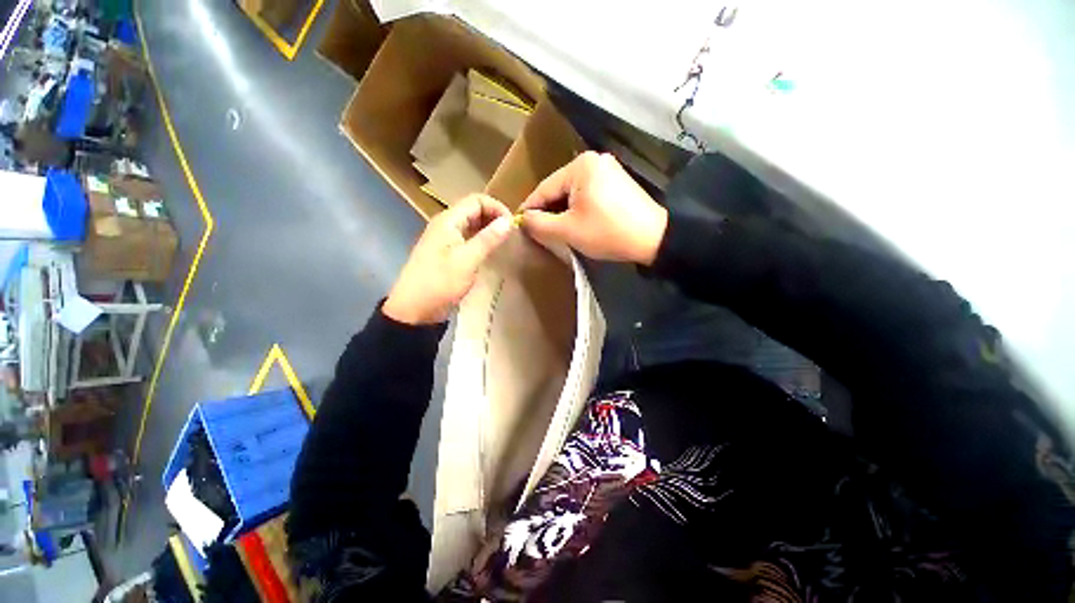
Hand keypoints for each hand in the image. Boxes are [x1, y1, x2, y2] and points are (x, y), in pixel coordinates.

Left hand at [384, 194, 512, 324]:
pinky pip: (467, 239)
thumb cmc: (440, 283)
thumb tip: (508, 221)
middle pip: (474, 210)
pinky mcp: (447, 253)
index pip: (476, 200)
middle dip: (494, 218)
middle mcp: (446, 225)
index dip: (497, 208)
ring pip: (471, 225)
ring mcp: (445, 239)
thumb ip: (487, 239)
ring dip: (489, 230)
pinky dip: (481, 241)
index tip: (512, 225)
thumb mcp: (467, 261)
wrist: (414, 310)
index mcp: (448, 221)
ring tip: (505, 242)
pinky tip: (491, 252)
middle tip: (511, 235)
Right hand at [520, 152, 667, 265]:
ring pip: (573, 193)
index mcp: (580, 166)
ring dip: (562, 211)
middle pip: (559, 189)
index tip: (518, 224)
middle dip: (548, 211)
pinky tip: (575, 222)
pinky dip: (578, 208)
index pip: (545, 188)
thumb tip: (524, 219)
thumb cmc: (607, 232)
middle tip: (536, 231)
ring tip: (553, 229)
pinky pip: (587, 194)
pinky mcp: (617, 182)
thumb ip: (539, 224)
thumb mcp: (568, 230)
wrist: (653, 238)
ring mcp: (608, 170)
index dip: (530, 208)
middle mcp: (593, 161)